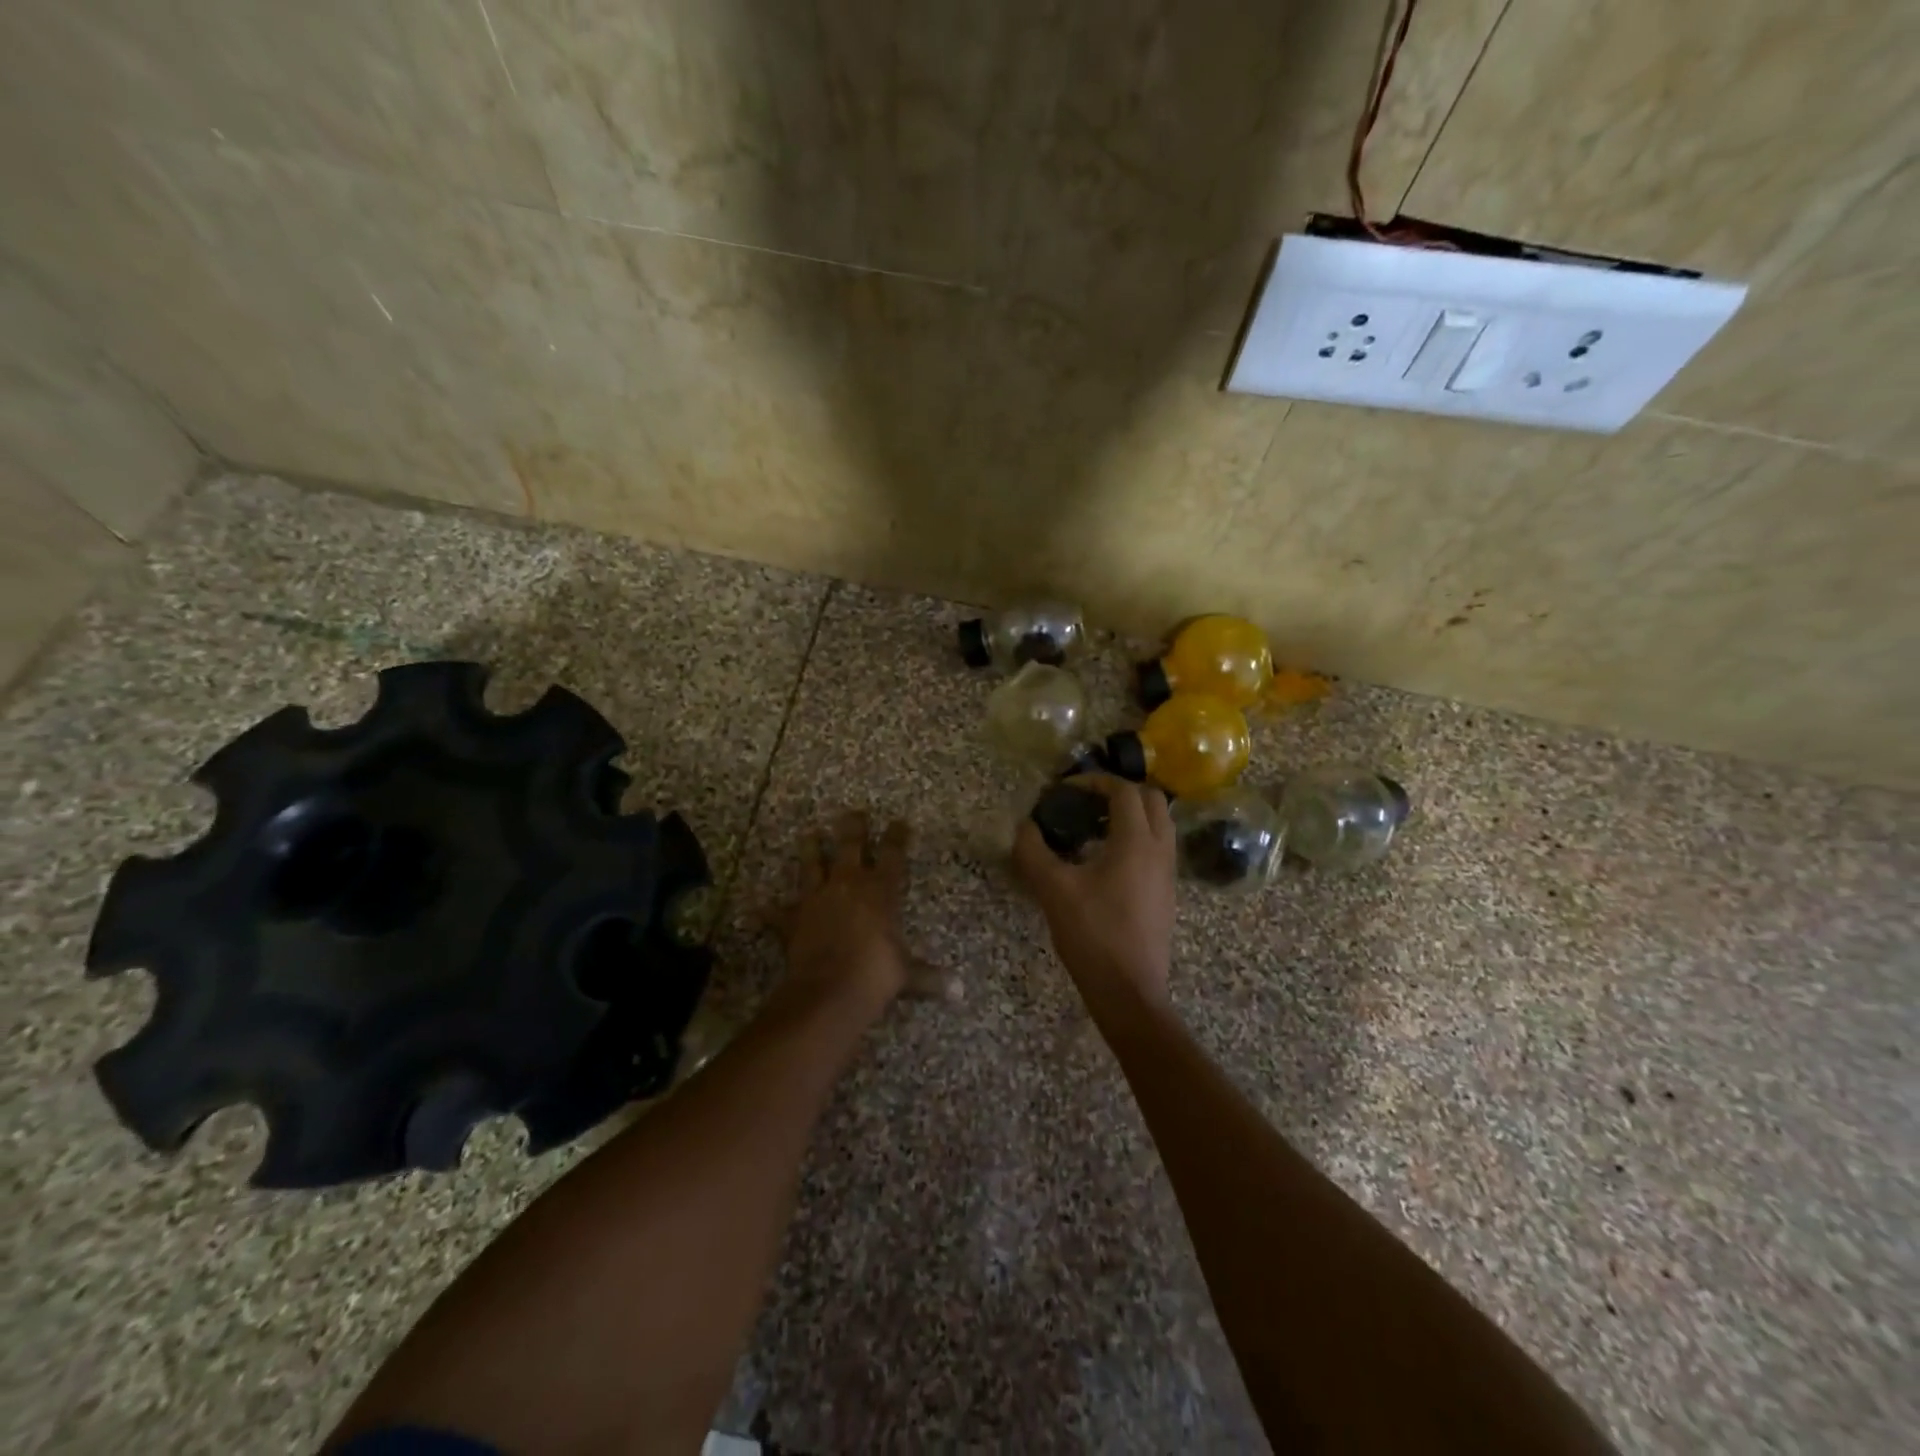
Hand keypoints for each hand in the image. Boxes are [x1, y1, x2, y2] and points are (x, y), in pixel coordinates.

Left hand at [771, 810, 925, 1019]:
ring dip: (811, 849)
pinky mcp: (792, 919)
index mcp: (880, 891)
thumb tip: (960, 992)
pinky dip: (770, 911)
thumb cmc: (876, 974)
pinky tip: (759, 907)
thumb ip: (930, 978)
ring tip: (809, 834)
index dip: (896, 837)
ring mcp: (817, 899)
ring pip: (813, 864)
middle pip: (850, 846)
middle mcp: (848, 885)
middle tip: (853, 813)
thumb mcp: (908, 975)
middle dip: (853, 828)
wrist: (829, 990)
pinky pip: (778, 913)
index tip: (899, 822)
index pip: (892, 854)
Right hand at [1013, 775, 1176, 1018]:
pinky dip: (1137, 838)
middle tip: (1086, 803)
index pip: (1123, 790)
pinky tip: (1105, 861)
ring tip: (1093, 829)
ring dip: (1131, 815)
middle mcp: (1160, 849)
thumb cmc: (1092, 934)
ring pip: (1159, 824)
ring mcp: (1168, 873)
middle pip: (1152, 799)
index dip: (1094, 781)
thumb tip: (1025, 826)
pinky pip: (1158, 848)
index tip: (1066, 790)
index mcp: (1136, 841)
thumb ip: (1034, 851)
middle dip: (1119, 792)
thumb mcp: (1053, 889)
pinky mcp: (1167, 893)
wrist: (1129, 991)